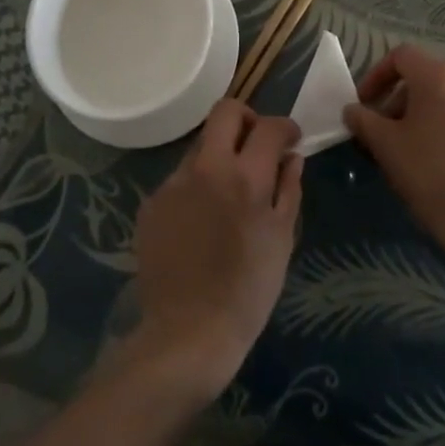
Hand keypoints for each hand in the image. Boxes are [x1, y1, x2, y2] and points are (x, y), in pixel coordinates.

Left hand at [130, 100, 302, 397]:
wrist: (187, 334)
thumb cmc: (247, 292)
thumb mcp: (281, 240)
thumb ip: (289, 189)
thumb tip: (292, 157)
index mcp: (245, 177)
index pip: (269, 127)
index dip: (285, 127)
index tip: (290, 140)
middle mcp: (206, 168)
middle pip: (225, 111)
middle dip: (247, 118)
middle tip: (256, 145)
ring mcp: (174, 182)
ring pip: (200, 146)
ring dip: (219, 156)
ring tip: (227, 193)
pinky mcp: (152, 202)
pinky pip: (180, 178)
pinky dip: (196, 186)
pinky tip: (201, 221)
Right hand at [344, 44, 444, 266]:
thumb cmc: (432, 178)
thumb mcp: (386, 148)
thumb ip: (364, 120)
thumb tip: (353, 110)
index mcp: (442, 79)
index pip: (402, 57)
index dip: (378, 75)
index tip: (366, 104)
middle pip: (430, 80)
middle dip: (404, 102)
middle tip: (390, 134)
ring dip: (434, 117)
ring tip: (422, 151)